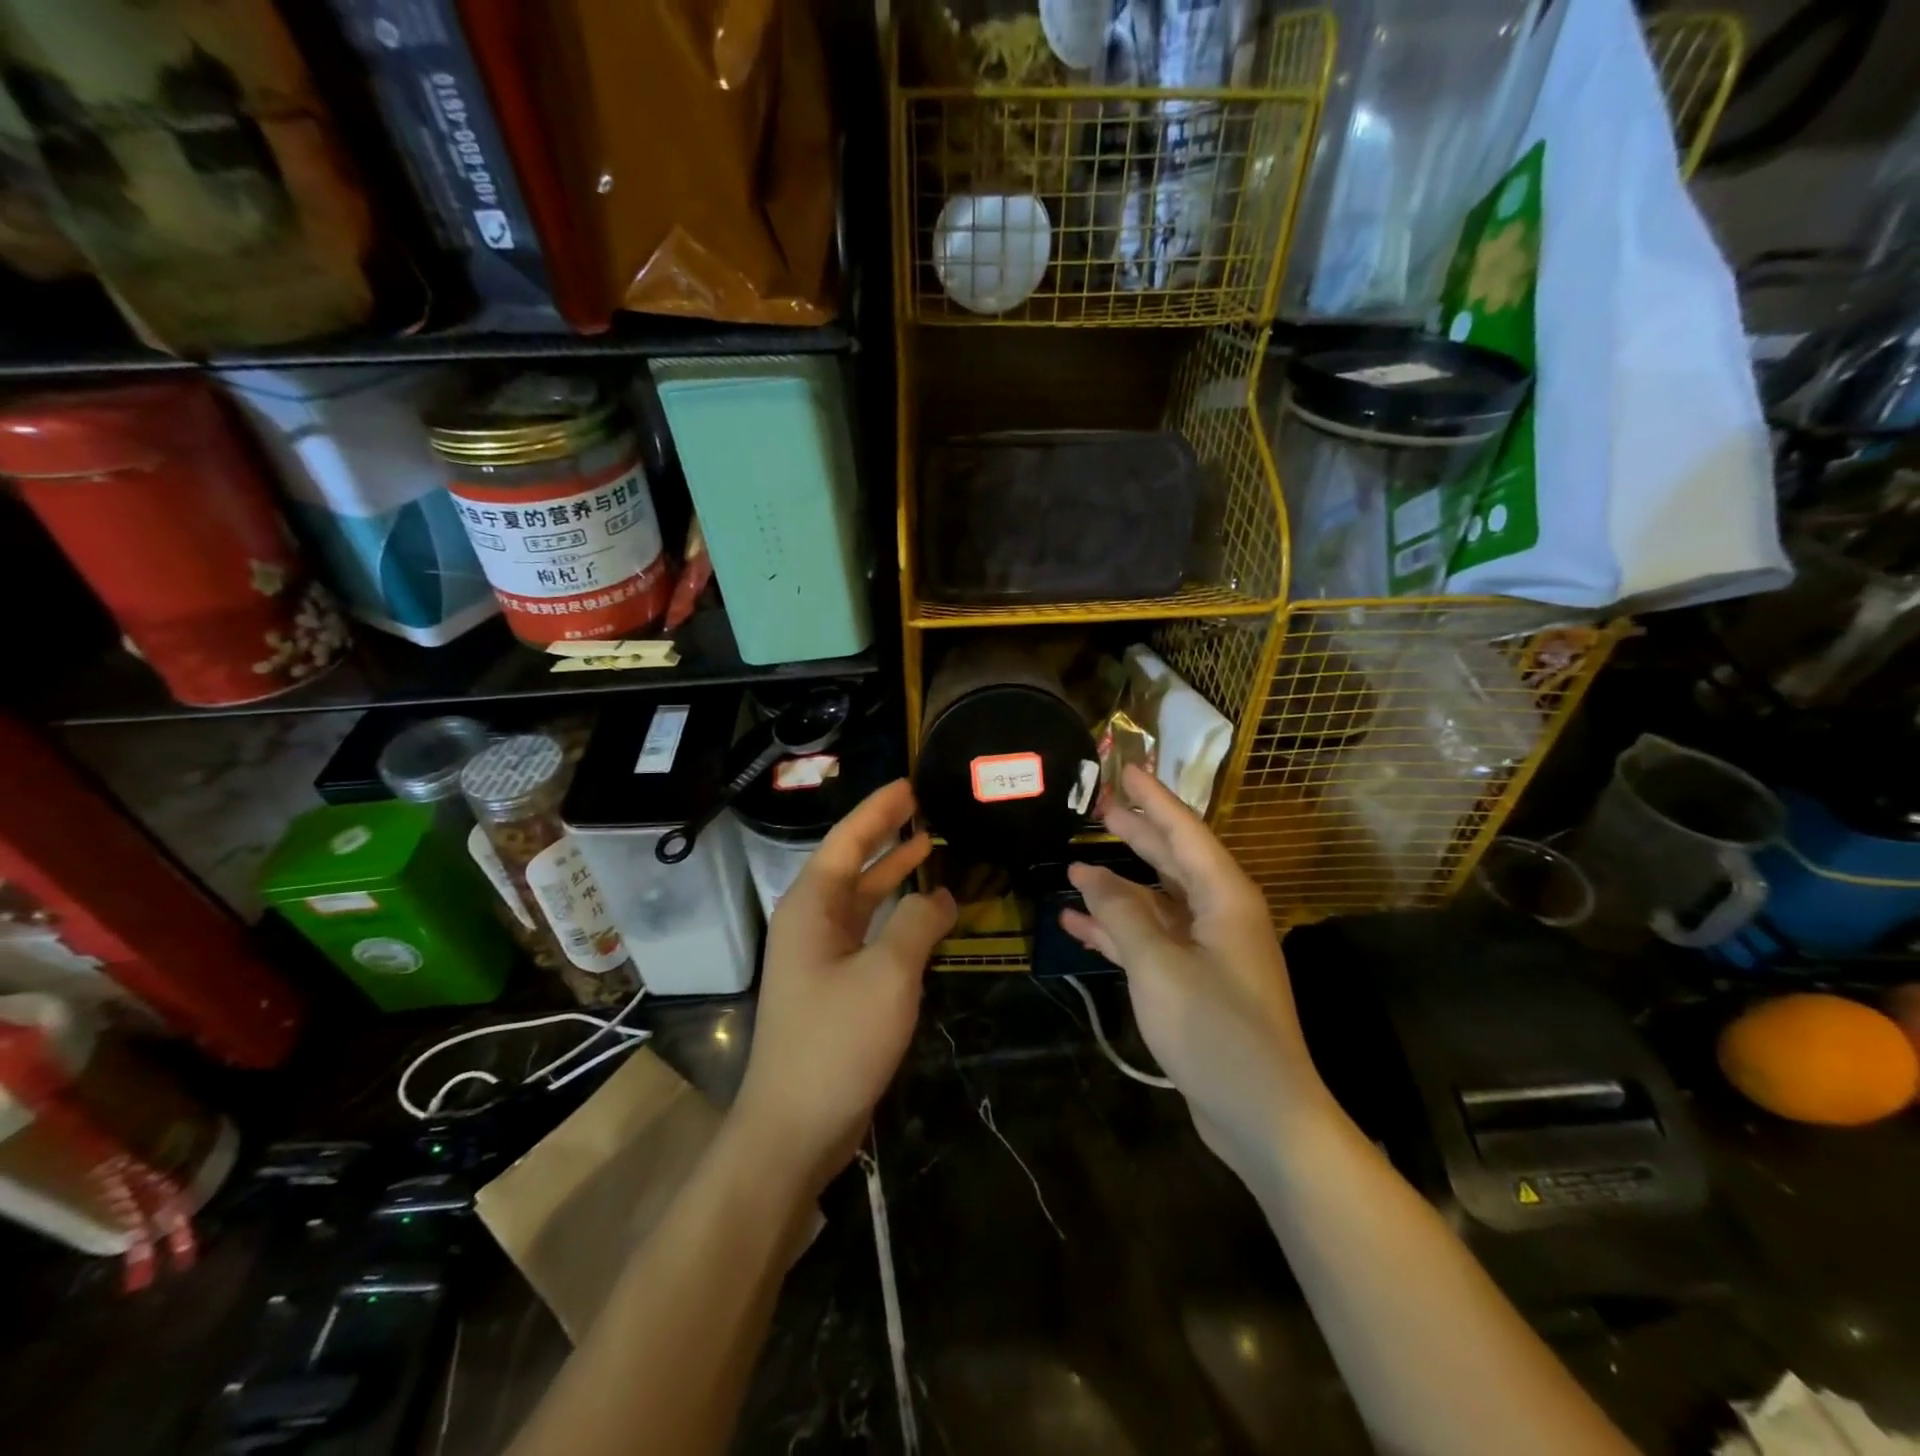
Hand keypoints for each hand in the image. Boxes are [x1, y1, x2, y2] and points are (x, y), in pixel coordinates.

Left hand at [731, 780, 955, 1196]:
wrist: (794, 1128)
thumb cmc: (837, 1041)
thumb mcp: (888, 975)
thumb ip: (915, 925)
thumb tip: (937, 896)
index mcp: (811, 907)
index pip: (846, 842)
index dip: (877, 811)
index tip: (908, 786)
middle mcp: (810, 924)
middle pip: (851, 865)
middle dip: (885, 836)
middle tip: (923, 809)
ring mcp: (819, 957)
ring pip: (860, 901)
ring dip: (892, 876)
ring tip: (928, 849)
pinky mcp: (833, 987)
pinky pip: (867, 935)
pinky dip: (894, 918)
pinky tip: (923, 915)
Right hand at [1061, 765, 1327, 1170]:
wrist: (1262, 1115)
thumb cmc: (1216, 1030)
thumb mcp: (1159, 965)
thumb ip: (1122, 913)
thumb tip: (1087, 873)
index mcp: (1225, 897)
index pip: (1184, 830)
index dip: (1153, 798)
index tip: (1126, 767)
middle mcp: (1220, 913)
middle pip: (1172, 859)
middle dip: (1135, 832)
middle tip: (1097, 806)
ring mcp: (1208, 949)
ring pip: (1156, 901)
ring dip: (1117, 886)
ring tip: (1075, 864)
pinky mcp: (1194, 980)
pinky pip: (1151, 940)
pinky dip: (1118, 930)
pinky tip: (1076, 924)